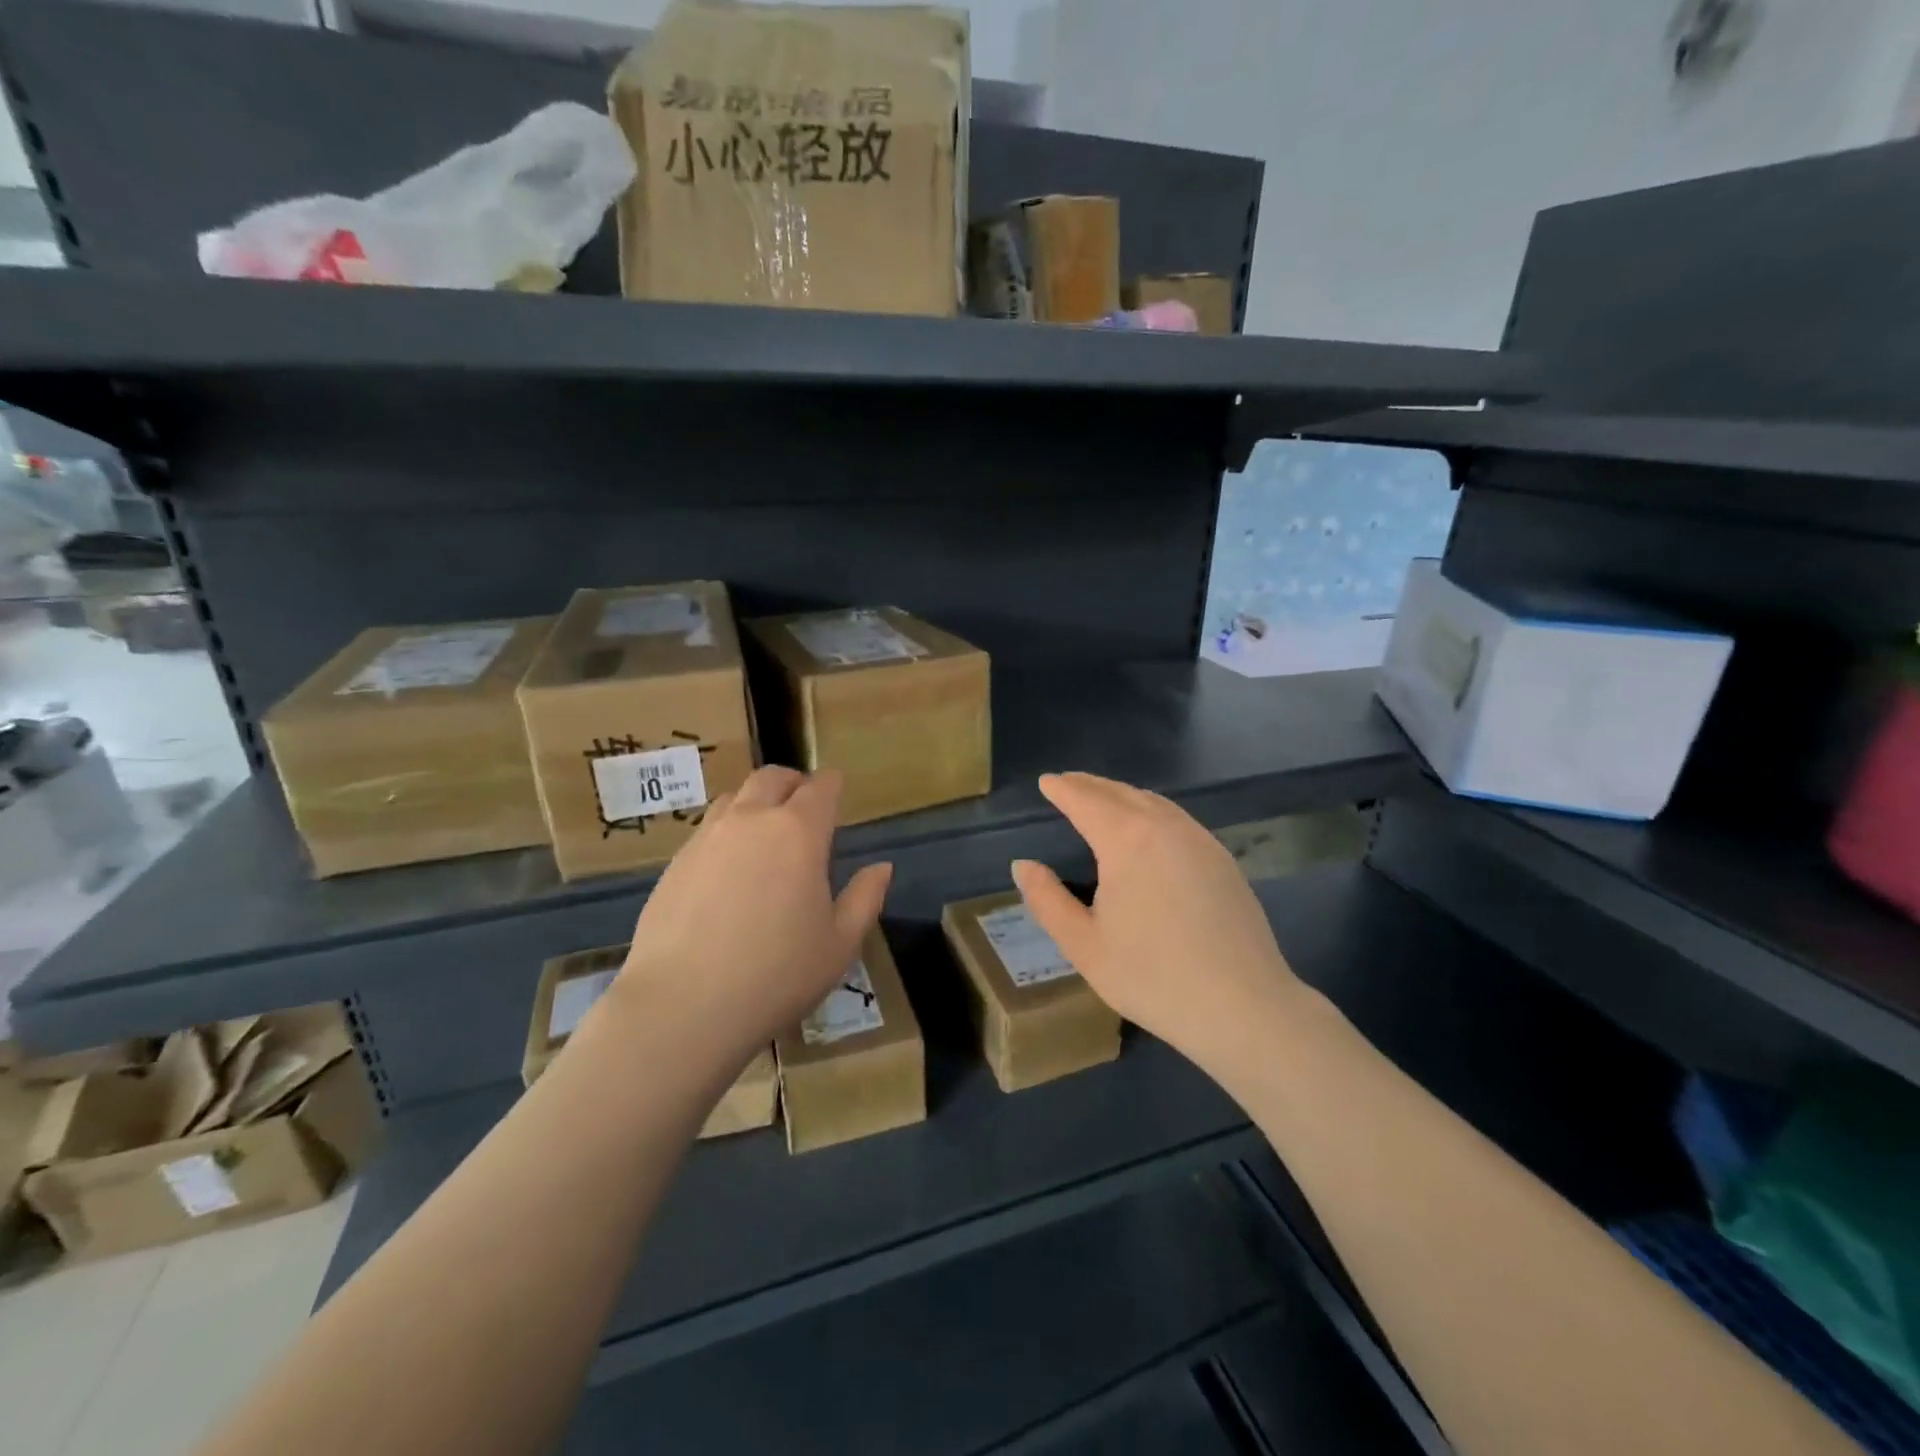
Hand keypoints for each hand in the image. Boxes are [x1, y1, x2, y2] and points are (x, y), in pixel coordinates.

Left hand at [611, 767, 890, 1063]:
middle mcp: (751, 821)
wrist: (683, 1006)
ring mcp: (706, 838)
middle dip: (793, 782)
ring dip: (755, 802)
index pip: (820, 787)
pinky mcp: (675, 863)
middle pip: (772, 778)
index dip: (832, 784)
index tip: (837, 790)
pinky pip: (707, 830)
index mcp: (799, 832)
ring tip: (764, 832)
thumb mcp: (840, 944)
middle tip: (803, 802)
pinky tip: (728, 869)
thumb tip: (881, 867)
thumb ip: (865, 898)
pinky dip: (726, 832)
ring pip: (735, 797)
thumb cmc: (776, 975)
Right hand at [1011, 773, 1305, 1070]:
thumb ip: (1047, 900)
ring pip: (1153, 802)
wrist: (1243, 1006)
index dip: (1063, 789)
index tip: (1046, 782)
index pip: (1086, 800)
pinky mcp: (1223, 859)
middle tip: (1068, 783)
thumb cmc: (1152, 977)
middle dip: (1090, 785)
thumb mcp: (1084, 945)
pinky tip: (1147, 829)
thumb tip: (1023, 865)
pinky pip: (1178, 819)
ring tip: (1102, 800)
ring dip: (1122, 795)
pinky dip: (1151, 811)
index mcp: (1127, 840)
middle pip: (1121, 793)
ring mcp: (1200, 840)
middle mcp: (1165, 827)